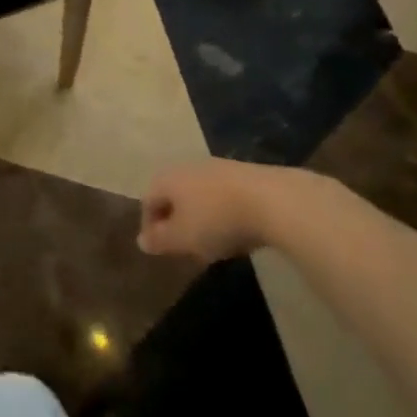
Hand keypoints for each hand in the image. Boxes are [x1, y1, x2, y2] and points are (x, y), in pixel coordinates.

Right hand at [139, 160, 316, 260]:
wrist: (274, 200)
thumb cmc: (217, 220)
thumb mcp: (183, 238)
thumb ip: (159, 240)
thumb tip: (142, 240)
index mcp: (166, 178)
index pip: (147, 201)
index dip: (150, 227)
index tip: (161, 249)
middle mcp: (188, 166)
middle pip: (173, 195)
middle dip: (175, 220)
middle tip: (184, 246)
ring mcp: (218, 167)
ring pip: (199, 194)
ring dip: (200, 216)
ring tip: (212, 241)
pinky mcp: (245, 173)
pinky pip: (223, 195)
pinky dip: (222, 212)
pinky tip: (236, 230)